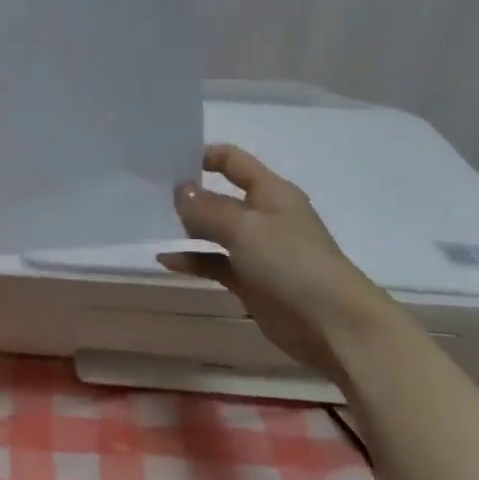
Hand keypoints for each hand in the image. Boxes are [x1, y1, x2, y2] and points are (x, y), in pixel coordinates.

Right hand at [159, 144, 401, 378]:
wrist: (331, 323)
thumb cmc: (290, 262)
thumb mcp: (244, 227)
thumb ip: (207, 208)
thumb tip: (180, 189)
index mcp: (271, 193)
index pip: (234, 162)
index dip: (204, 156)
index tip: (168, 161)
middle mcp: (264, 216)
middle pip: (220, 197)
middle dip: (189, 195)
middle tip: (148, 195)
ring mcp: (257, 250)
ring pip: (215, 231)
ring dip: (187, 229)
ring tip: (152, 225)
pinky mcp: (249, 280)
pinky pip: (214, 263)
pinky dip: (192, 260)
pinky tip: (165, 260)